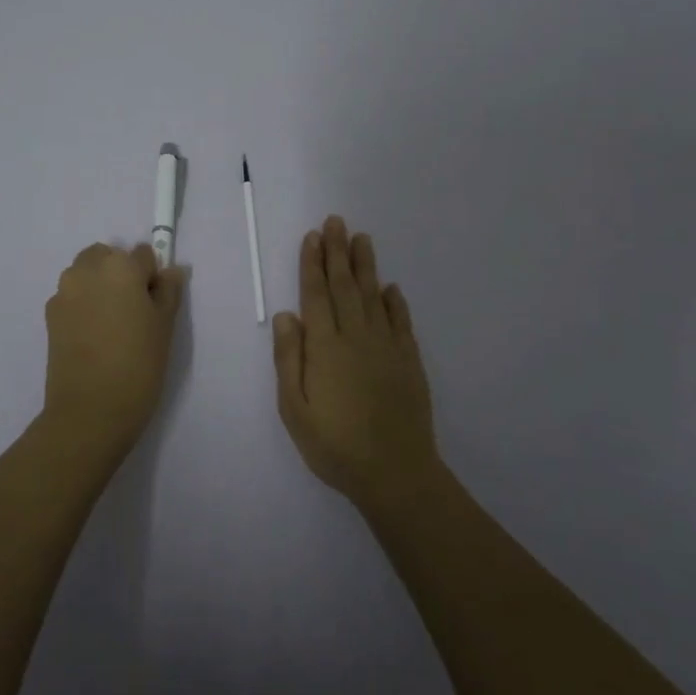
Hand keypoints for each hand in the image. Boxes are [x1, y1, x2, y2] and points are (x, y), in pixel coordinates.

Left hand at [42, 242, 186, 451]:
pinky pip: (72, 296)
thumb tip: (171, 271)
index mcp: (120, 266)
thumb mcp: (165, 326)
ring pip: (86, 274)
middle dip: (121, 274)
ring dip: (99, 286)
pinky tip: (93, 337)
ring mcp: (64, 291)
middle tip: (133, 311)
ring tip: (111, 325)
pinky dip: (83, 305)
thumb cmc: (138, 364)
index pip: (143, 254)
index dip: (152, 277)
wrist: (90, 410)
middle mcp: (87, 269)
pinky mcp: (49, 314)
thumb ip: (168, 291)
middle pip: (108, 257)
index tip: (154, 304)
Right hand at [272, 216, 439, 509]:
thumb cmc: (335, 444)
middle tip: (336, 222)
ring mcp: (386, 347)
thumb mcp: (295, 409)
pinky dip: (394, 301)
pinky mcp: (409, 361)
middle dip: (338, 252)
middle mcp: (356, 337)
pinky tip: (390, 288)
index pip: (316, 295)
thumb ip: (289, 359)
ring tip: (362, 239)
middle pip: (344, 286)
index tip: (313, 237)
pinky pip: (400, 321)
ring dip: (365, 266)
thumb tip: (286, 315)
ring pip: (373, 296)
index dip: (312, 263)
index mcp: (325, 347)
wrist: (395, 473)